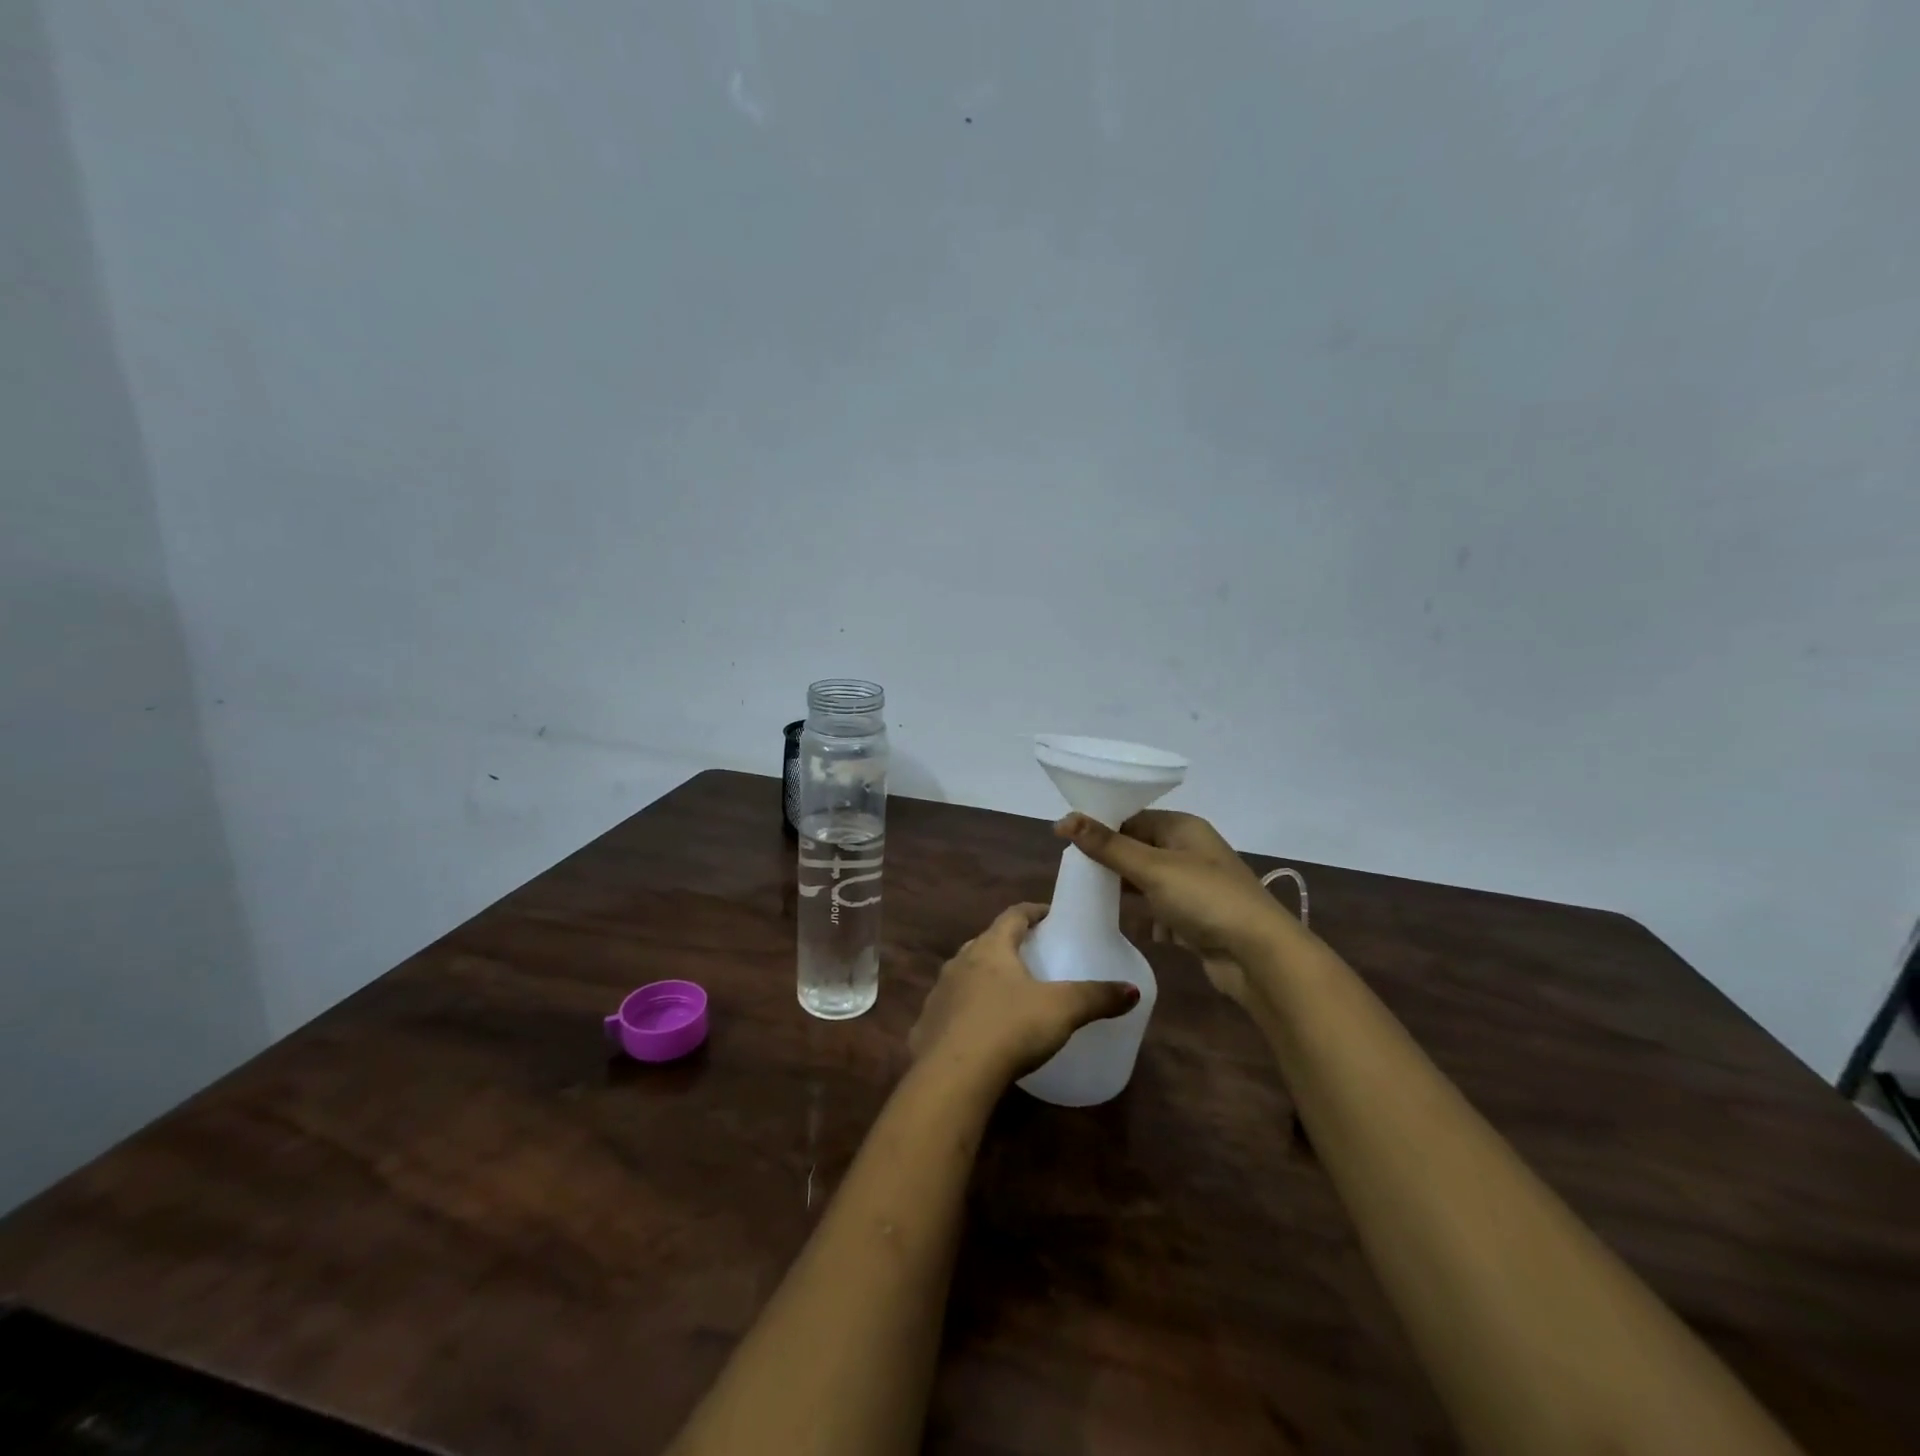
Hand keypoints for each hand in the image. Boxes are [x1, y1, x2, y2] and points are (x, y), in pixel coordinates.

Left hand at [910, 903, 1139, 1085]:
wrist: (952, 1078)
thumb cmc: (1009, 1029)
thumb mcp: (1062, 1010)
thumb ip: (1097, 997)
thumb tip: (1133, 990)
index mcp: (990, 948)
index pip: (1013, 915)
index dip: (1034, 912)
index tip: (1051, 915)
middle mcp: (959, 962)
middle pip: (986, 943)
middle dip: (1008, 945)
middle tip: (1032, 955)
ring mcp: (939, 993)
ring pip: (965, 975)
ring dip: (984, 977)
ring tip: (1008, 993)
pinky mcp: (927, 1026)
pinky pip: (951, 1010)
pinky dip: (967, 1012)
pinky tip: (981, 1031)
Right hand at [1057, 811, 1298, 1007]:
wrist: (1259, 956)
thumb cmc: (1205, 899)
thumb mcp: (1152, 868)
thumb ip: (1107, 846)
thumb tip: (1063, 820)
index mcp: (1183, 828)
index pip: (1132, 817)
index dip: (1100, 827)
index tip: (1066, 841)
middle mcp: (1189, 852)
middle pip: (1138, 849)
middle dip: (1108, 862)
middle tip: (1072, 872)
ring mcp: (1193, 887)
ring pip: (1146, 882)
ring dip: (1123, 891)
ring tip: (1086, 897)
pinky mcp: (1194, 919)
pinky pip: (1158, 911)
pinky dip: (1143, 917)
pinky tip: (1122, 925)